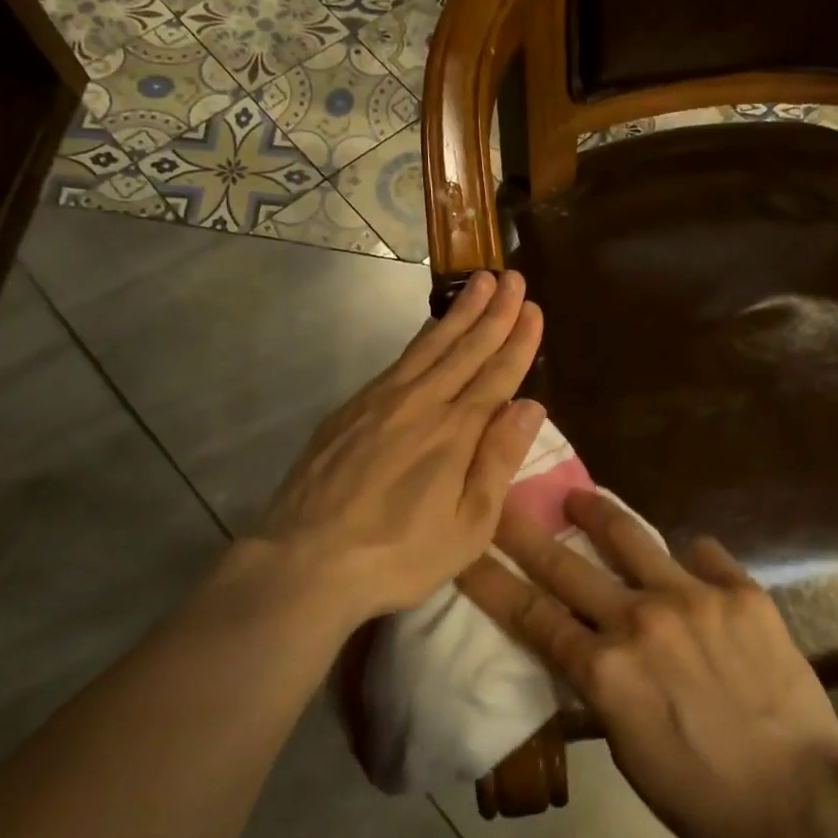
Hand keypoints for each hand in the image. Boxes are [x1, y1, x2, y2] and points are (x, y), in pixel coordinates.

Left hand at [224, 271, 545, 626]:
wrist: (305, 561)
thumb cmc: (399, 555)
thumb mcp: (468, 526)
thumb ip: (499, 461)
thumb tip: (531, 405)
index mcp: (456, 432)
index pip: (497, 375)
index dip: (518, 341)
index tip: (533, 307)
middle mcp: (422, 403)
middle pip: (465, 348)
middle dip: (494, 312)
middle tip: (512, 276)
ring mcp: (381, 401)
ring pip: (430, 345)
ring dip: (459, 312)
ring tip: (479, 282)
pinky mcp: (351, 409)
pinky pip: (398, 360)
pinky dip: (421, 337)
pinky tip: (430, 328)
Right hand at [458, 492, 837, 837]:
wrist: (801, 803)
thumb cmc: (704, 799)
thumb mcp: (628, 751)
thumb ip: (602, 689)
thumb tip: (589, 652)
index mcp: (606, 670)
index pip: (531, 615)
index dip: (491, 582)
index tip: (465, 551)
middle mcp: (641, 620)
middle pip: (566, 565)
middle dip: (524, 531)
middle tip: (503, 501)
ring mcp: (693, 598)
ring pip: (632, 538)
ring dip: (598, 514)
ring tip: (580, 497)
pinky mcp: (741, 592)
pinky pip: (703, 556)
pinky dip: (688, 559)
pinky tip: (688, 564)